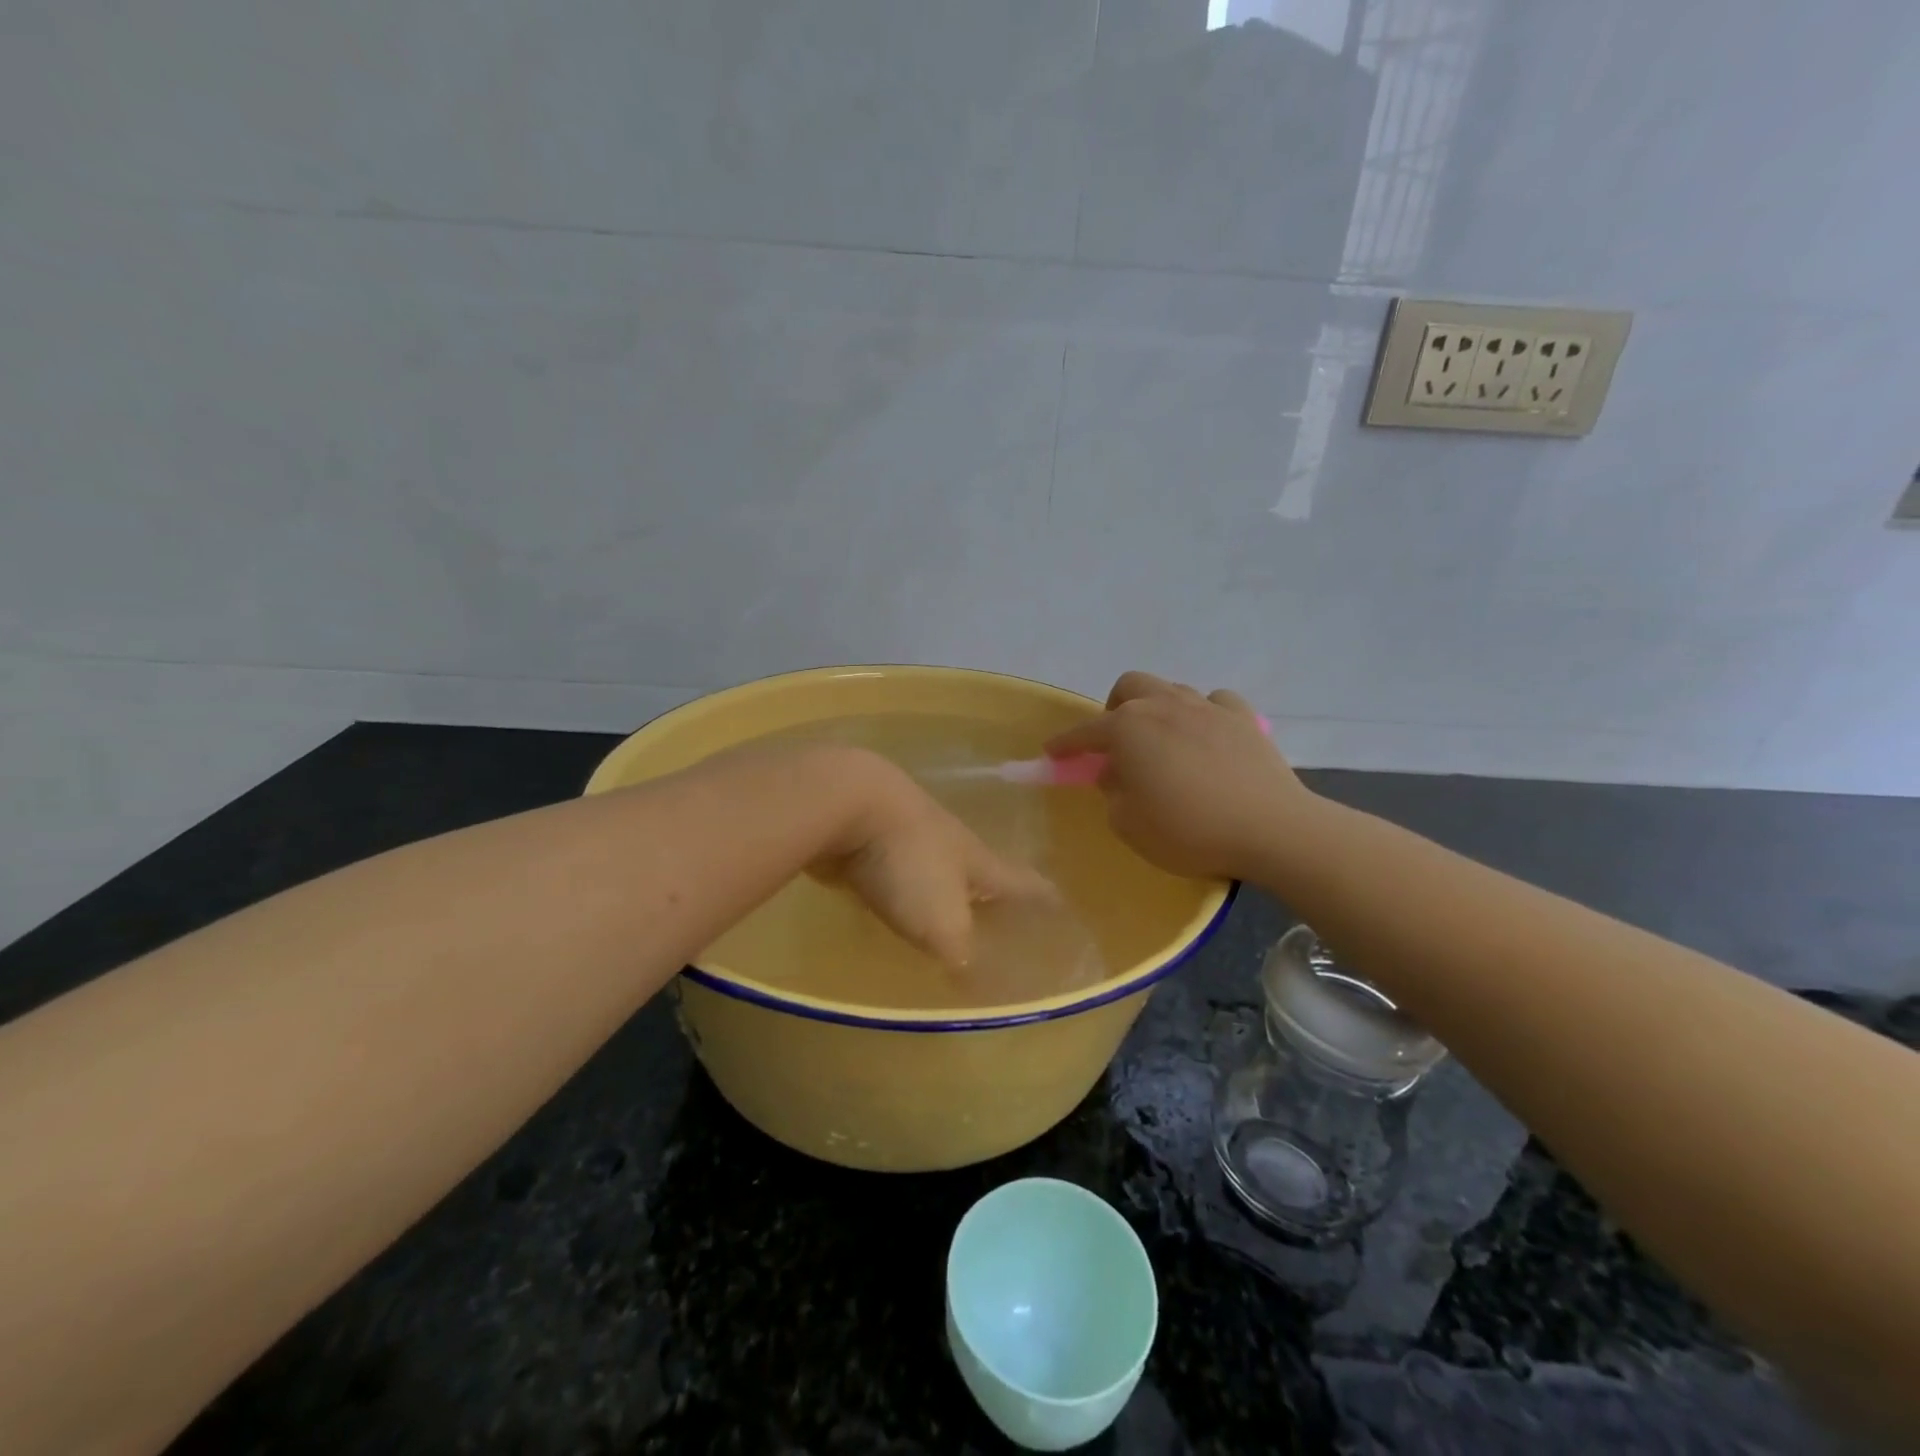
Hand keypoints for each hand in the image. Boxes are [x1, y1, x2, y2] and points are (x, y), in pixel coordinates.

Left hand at [809, 749, 1057, 967]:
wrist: (847, 802)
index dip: (1043, 897)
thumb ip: (964, 958)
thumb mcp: (944, 924)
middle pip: (978, 873)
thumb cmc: (909, 863)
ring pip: (934, 871)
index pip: (1023, 882)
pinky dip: (899, 891)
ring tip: (948, 917)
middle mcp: (950, 844)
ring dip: (942, 893)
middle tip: (1001, 919)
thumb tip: (981, 991)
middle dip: (990, 895)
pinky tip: (891, 906)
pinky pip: (893, 872)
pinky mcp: (869, 840)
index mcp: (978, 861)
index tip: (1061, 903)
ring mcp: (908, 836)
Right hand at [1044, 672, 1312, 880]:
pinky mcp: (1244, 717)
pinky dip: (1203, 715)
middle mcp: (1164, 705)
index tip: (1052, 752)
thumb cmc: (1188, 829)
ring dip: (1157, 709)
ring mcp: (1207, 706)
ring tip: (1163, 741)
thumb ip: (1113, 793)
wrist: (1269, 828)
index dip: (1065, 744)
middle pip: (1129, 687)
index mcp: (1128, 728)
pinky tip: (1207, 737)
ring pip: (1171, 690)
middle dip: (1115, 709)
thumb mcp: (1129, 824)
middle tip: (1118, 743)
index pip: (1085, 732)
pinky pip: (1214, 703)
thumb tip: (1119, 773)